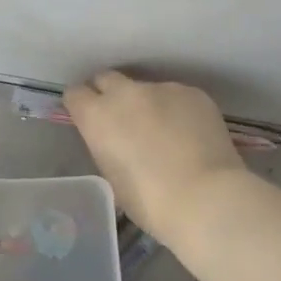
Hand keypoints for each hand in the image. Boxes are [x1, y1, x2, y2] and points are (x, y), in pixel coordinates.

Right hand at [63, 70, 246, 246]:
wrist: (205, 198)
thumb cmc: (150, 202)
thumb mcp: (112, 176)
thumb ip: (107, 147)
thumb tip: (116, 140)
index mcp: (97, 116)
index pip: (75, 94)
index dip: (82, 106)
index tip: (89, 119)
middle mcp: (125, 93)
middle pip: (107, 79)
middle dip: (109, 94)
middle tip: (123, 120)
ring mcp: (162, 89)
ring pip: (146, 89)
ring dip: (148, 104)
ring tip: (166, 132)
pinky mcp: (193, 92)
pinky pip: (177, 96)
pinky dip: (178, 110)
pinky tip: (190, 135)